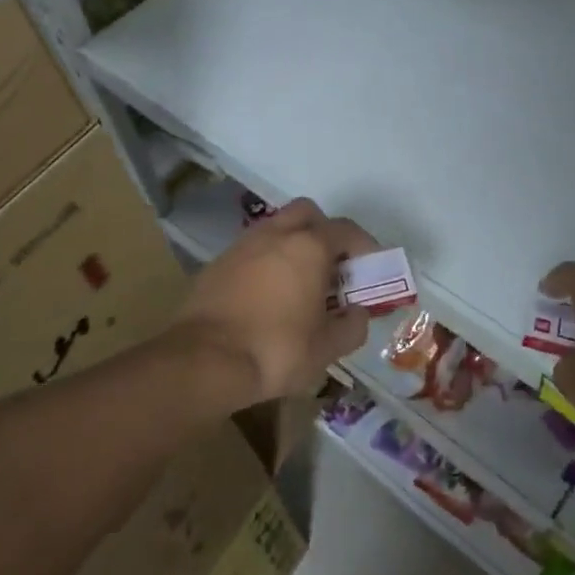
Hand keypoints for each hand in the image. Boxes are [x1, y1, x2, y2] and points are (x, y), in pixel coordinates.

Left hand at [176, 198, 379, 403]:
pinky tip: (267, 293)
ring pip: (276, 228)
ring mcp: (242, 245)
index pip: (346, 230)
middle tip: (332, 265)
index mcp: (309, 246)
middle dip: (324, 232)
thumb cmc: (275, 350)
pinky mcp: (217, 263)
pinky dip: (266, 261)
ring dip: (293, 244)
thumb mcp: (326, 348)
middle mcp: (276, 234)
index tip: (370, 268)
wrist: (203, 361)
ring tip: (299, 281)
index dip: (364, 246)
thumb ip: (352, 326)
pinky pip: (252, 249)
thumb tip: (358, 313)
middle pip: (308, 213)